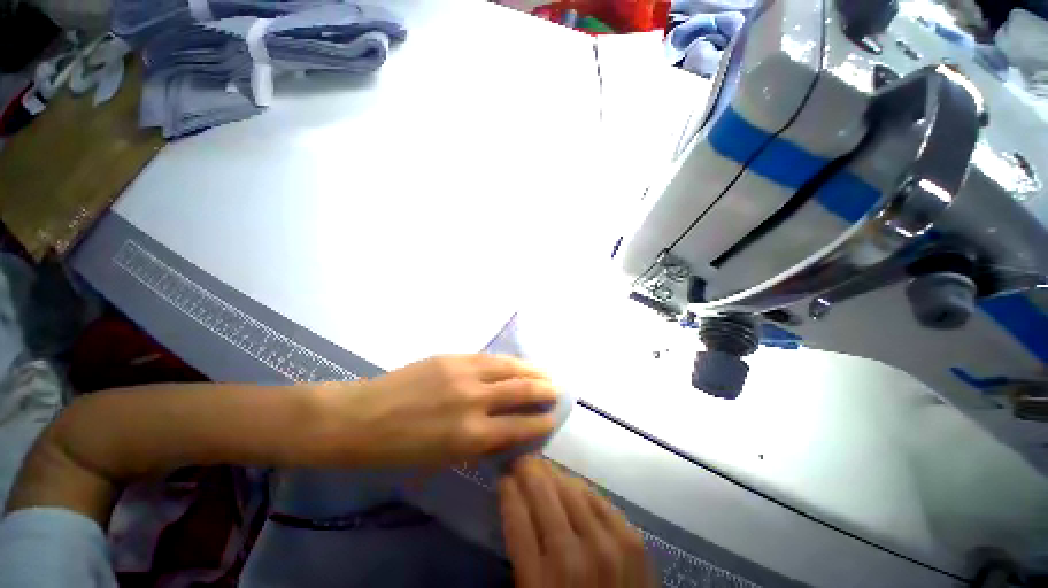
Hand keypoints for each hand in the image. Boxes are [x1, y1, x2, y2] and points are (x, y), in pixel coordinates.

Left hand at [311, 355, 558, 466]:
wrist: (362, 417)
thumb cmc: (400, 449)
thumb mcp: (445, 457)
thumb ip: (481, 442)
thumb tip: (508, 431)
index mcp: (470, 434)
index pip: (520, 425)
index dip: (541, 422)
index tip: (553, 418)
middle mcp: (473, 400)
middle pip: (521, 390)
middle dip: (544, 390)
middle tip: (557, 389)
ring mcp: (463, 372)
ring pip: (508, 366)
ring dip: (531, 368)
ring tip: (545, 371)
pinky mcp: (452, 357)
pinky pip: (488, 357)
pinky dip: (507, 361)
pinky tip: (516, 362)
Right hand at [498, 457, 655, 587]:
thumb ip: (521, 558)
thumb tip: (517, 510)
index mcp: (540, 582)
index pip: (516, 518)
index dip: (508, 491)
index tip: (504, 478)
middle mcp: (572, 559)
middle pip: (543, 495)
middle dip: (527, 472)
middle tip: (521, 461)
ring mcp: (606, 546)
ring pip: (571, 489)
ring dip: (553, 475)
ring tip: (544, 469)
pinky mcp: (631, 541)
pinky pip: (599, 499)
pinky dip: (581, 489)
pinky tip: (572, 486)